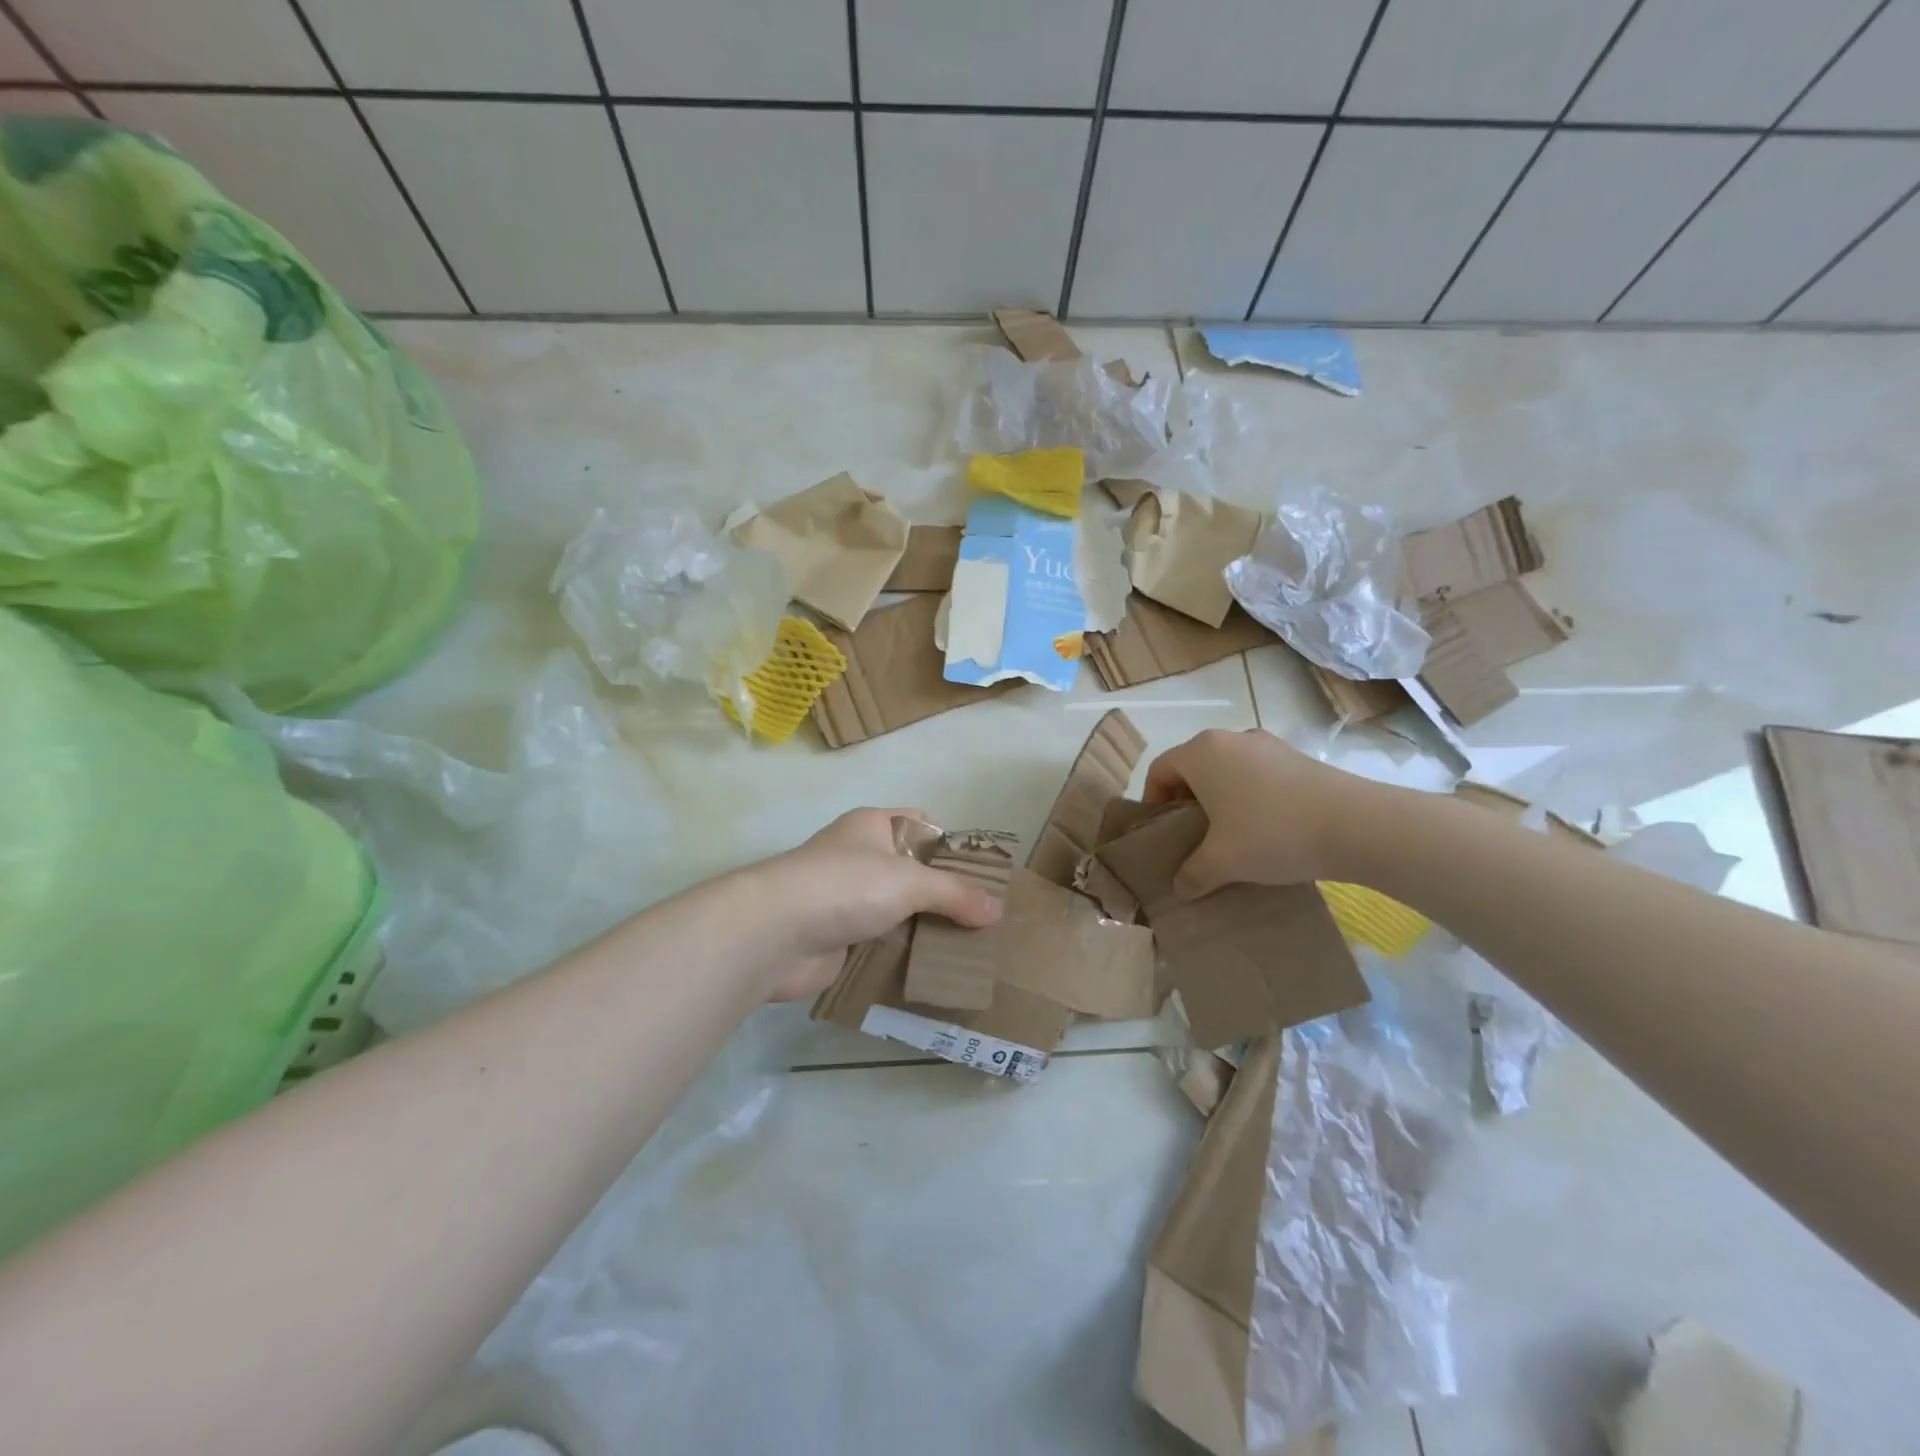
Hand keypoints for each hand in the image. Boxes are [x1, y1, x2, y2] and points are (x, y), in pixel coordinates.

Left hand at [745, 808, 1003, 1000]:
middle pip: (912, 873)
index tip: (984, 875)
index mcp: (873, 826)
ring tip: (971, 949)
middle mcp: (859, 857)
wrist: (774, 934)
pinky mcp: (838, 938)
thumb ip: (955, 894)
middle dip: (945, 894)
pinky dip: (904, 955)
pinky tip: (936, 971)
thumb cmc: (845, 886)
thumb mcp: (909, 881)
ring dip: (926, 929)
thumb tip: (998, 910)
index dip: (952, 846)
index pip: (922, 825)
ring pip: (898, 911)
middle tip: (985, 919)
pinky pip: (882, 943)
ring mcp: (846, 899)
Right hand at [1143, 728, 1370, 896]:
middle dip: (1188, 801)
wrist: (1356, 825)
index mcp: (1202, 753)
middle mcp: (1230, 739)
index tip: (1164, 833)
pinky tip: (1268, 829)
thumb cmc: (1272, 834)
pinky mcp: (1298, 757)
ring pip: (1228, 770)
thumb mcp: (1223, 862)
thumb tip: (1180, 886)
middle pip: (1193, 767)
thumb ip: (1193, 874)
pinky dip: (1251, 797)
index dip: (1153, 802)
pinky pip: (1258, 774)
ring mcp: (1268, 744)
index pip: (1160, 769)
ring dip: (1221, 799)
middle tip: (1194, 838)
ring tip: (1232, 836)